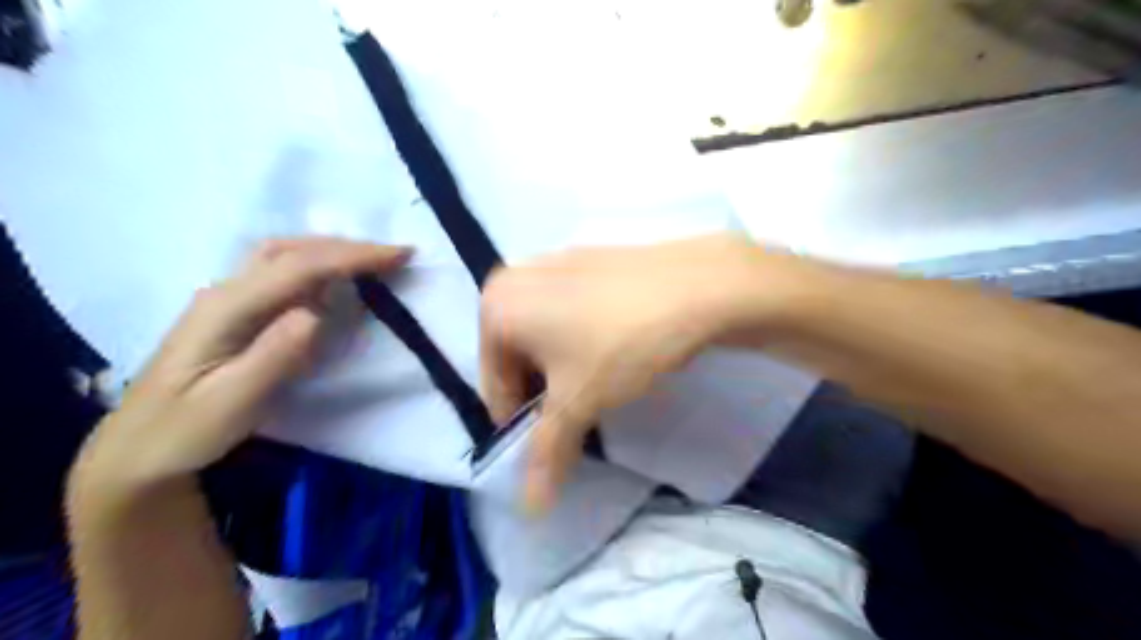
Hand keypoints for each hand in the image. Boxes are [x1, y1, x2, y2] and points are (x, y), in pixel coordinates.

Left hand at [73, 237, 410, 496]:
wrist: (140, 449)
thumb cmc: (187, 430)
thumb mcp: (233, 402)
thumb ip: (276, 355)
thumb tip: (318, 312)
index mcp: (226, 308)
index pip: (299, 267)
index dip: (352, 257)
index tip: (400, 256)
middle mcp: (226, 292)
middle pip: (290, 249)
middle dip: (347, 247)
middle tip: (394, 257)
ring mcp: (228, 299)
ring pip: (285, 255)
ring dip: (332, 251)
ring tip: (374, 262)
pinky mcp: (237, 312)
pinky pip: (283, 274)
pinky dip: (319, 265)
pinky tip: (337, 279)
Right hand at [479, 232, 779, 510]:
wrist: (697, 286)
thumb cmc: (620, 343)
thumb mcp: (579, 401)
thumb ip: (548, 453)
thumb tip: (530, 509)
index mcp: (496, 307)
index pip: (495, 386)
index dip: (523, 423)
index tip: (553, 443)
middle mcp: (515, 278)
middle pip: (517, 359)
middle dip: (543, 393)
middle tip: (580, 413)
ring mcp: (554, 264)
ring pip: (544, 336)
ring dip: (562, 369)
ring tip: (600, 383)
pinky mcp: (589, 261)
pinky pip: (568, 313)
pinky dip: (579, 339)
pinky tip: (614, 349)